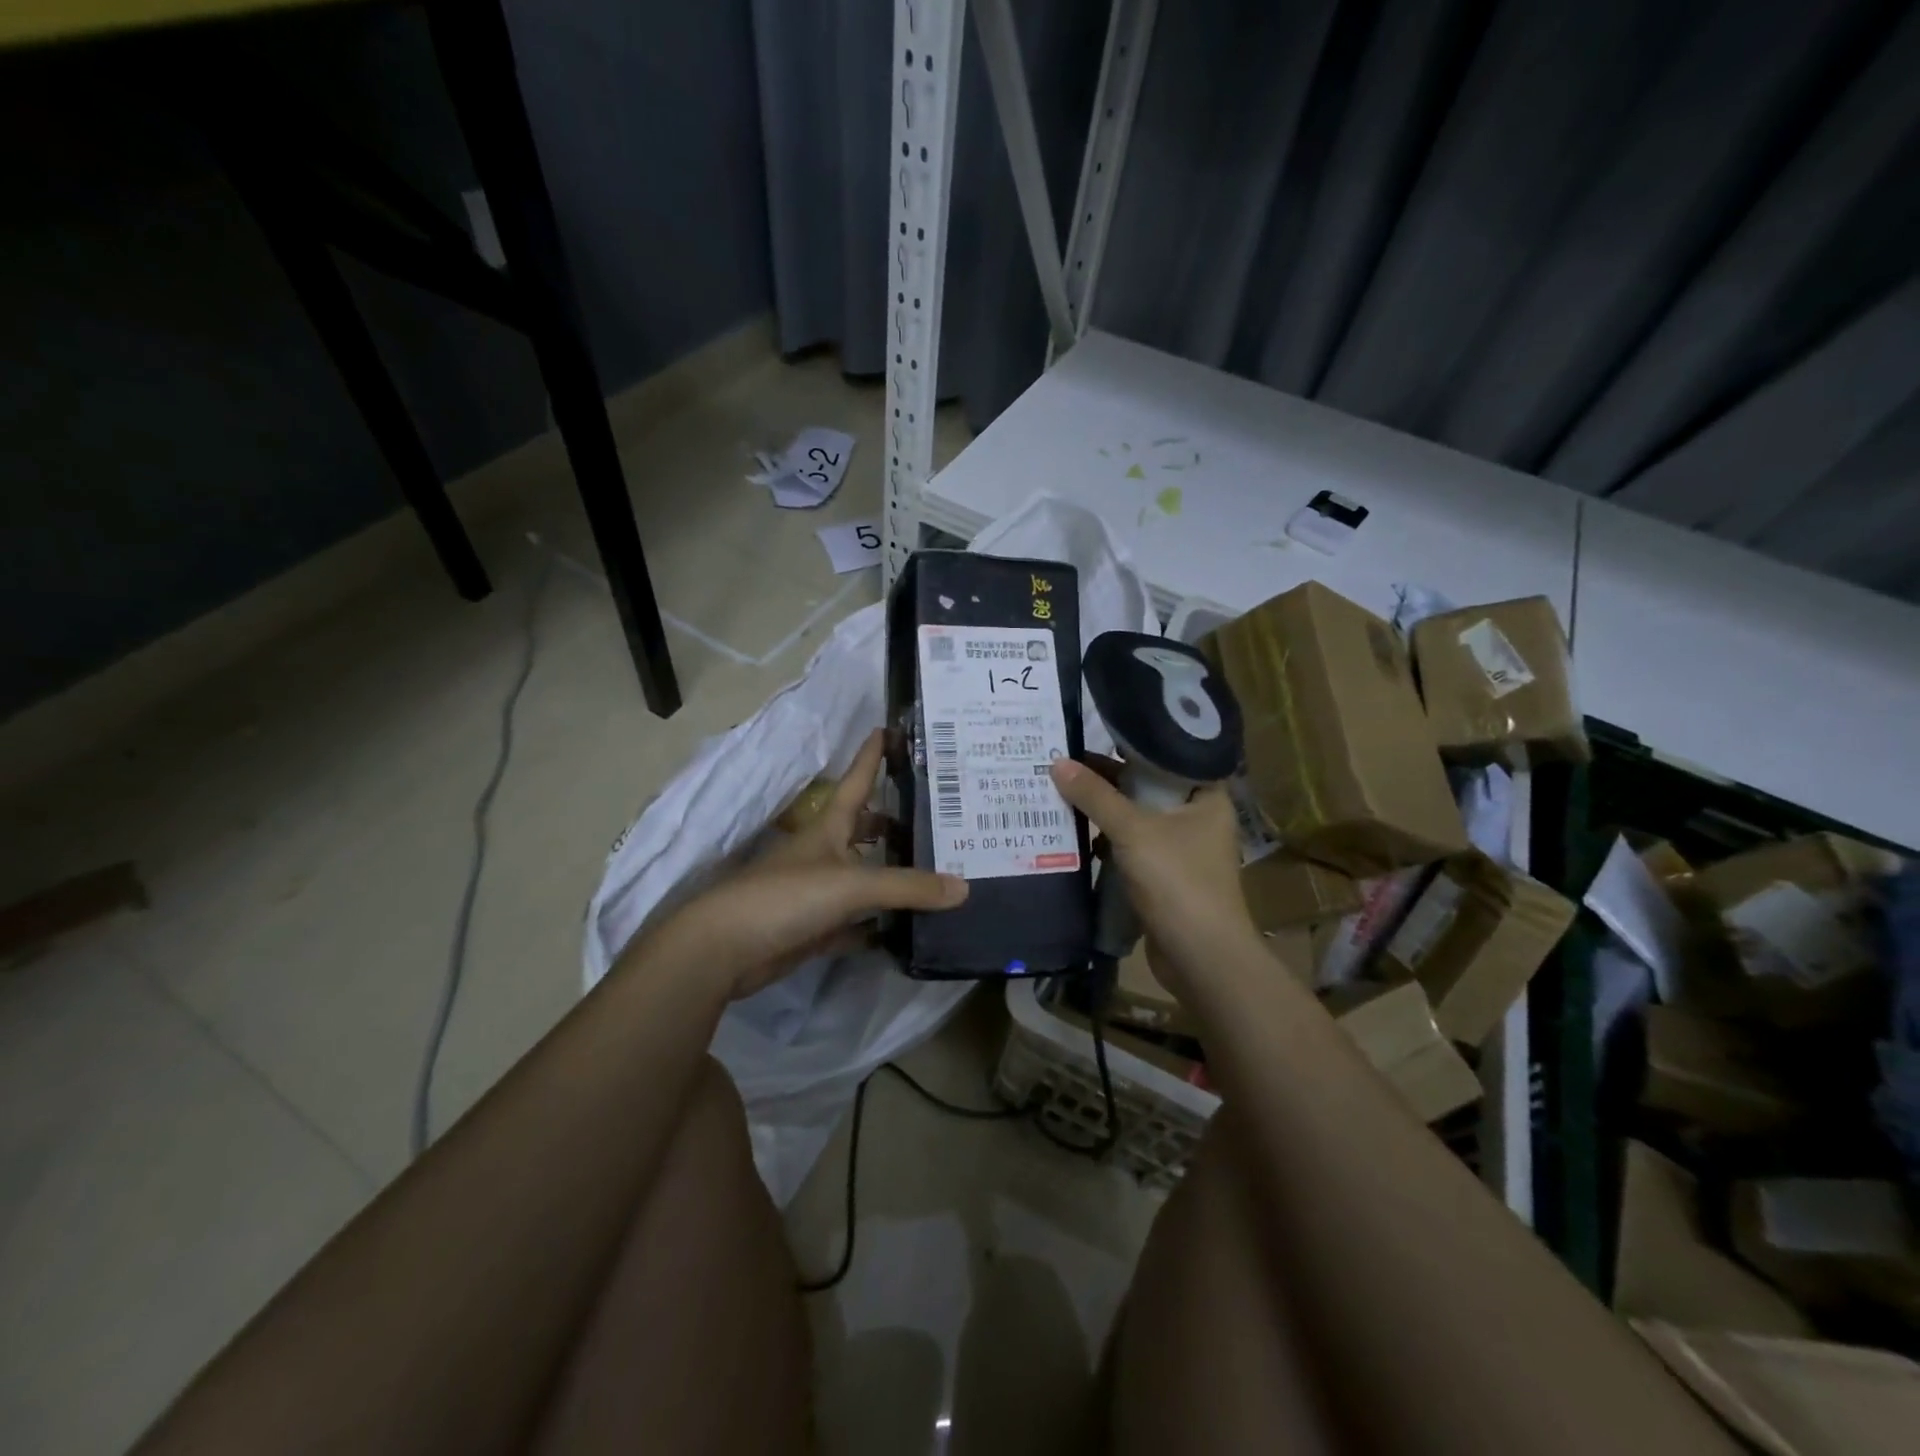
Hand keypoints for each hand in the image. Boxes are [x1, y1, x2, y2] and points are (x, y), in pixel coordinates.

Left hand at [657, 730, 966, 999]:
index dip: (872, 755)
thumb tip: (964, 887)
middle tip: (940, 822)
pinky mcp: (816, 928)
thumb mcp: (851, 884)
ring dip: (892, 875)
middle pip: (865, 830)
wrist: (726, 949)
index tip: (892, 729)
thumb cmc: (785, 897)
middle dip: (895, 823)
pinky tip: (909, 926)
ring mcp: (819, 892)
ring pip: (864, 876)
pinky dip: (879, 923)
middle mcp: (825, 854)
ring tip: (937, 871)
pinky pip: (857, 922)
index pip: (857, 781)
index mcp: (829, 827)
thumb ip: (908, 886)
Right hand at [1048, 758, 1258, 999]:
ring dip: (1104, 812)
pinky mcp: (1164, 878)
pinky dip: (1107, 843)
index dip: (1132, 744)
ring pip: (1136, 819)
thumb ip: (1095, 795)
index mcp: (1206, 796)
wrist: (1201, 957)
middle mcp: (1198, 818)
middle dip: (1108, 780)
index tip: (1094, 732)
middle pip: (1147, 787)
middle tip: (1065, 762)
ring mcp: (1181, 850)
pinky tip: (1076, 836)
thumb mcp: (1132, 830)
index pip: (1169, 755)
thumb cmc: (1177, 881)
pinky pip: (1131, 848)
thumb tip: (1057, 762)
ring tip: (1061, 792)